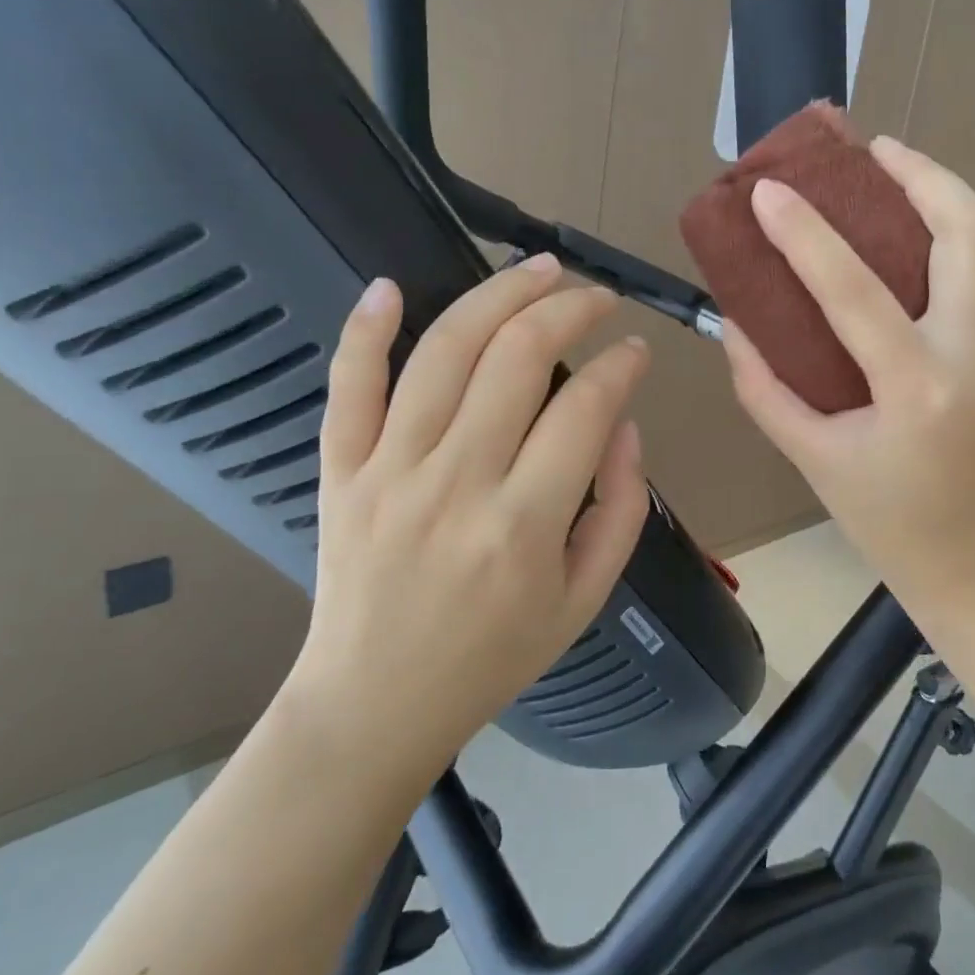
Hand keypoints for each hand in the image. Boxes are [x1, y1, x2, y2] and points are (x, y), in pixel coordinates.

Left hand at [288, 256, 650, 796]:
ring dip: (497, 294)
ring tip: (538, 268)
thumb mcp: (585, 598)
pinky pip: (347, 386)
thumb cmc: (493, 656)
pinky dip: (365, 330)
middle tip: (596, 295)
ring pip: (443, 351)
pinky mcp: (340, 471)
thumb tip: (626, 424)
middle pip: (517, 357)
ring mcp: (388, 470)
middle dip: (570, 307)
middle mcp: (457, 482)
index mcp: (525, 523)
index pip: (586, 407)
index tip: (635, 349)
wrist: (374, 705)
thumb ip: (621, 508)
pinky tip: (390, 286)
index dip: (621, 363)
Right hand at [720, 137, 974, 631]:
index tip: (768, 191)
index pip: (856, 293)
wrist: (971, 562)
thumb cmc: (885, 521)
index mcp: (918, 390)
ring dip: (938, 194)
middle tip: (869, 150)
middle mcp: (970, 356)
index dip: (806, 236)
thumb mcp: (810, 459)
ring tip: (888, 169)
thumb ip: (764, 387)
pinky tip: (899, 233)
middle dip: (921, 175)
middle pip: (967, 233)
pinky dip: (943, 234)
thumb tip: (733, 324)